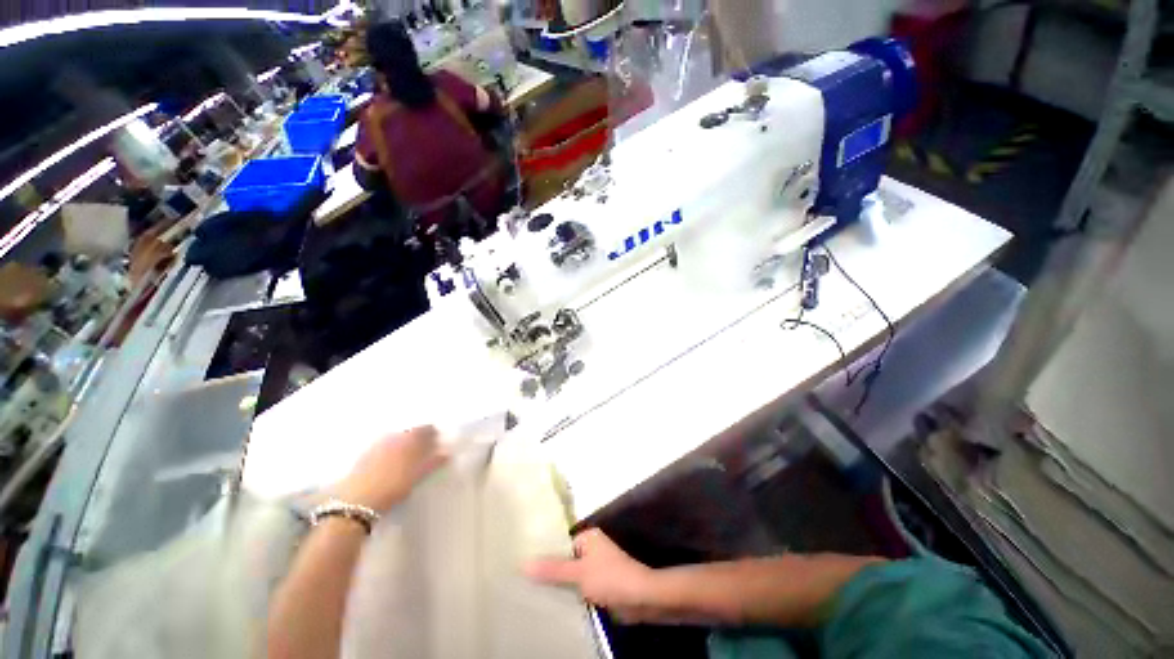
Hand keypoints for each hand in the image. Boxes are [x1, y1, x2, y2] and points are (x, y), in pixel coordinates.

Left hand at [333, 426, 447, 512]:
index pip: (426, 428)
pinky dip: (391, 451)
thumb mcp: (418, 475)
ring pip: (396, 439)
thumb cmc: (394, 486)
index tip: (438, 441)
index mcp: (409, 437)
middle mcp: (394, 435)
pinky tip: (391, 463)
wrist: (357, 500)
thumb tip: (447, 452)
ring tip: (408, 457)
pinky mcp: (364, 455)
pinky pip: (383, 447)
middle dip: (418, 438)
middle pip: (410, 432)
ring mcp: (377, 444)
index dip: (433, 434)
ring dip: (403, 444)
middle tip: (424, 449)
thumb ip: (434, 462)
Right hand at [526, 529, 660, 623]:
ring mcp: (597, 568)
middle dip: (551, 573)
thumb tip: (523, 564)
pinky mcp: (600, 585)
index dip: (544, 557)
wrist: (641, 598)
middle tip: (525, 585)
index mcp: (588, 537)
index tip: (525, 569)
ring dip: (560, 587)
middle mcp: (592, 549)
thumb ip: (553, 569)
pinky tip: (554, 606)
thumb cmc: (610, 578)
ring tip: (533, 596)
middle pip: (565, 561)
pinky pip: (580, 588)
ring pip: (572, 577)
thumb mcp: (578, 574)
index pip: (560, 545)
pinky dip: (570, 596)